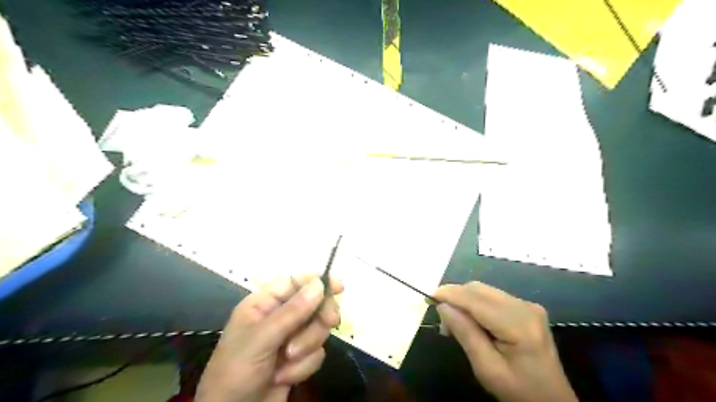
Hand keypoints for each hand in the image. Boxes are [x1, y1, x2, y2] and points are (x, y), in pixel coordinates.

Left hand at [195, 275, 340, 401]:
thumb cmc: (237, 371)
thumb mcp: (262, 339)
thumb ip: (292, 312)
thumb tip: (319, 284)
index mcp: (263, 304)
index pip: (295, 282)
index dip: (317, 281)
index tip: (338, 287)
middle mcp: (279, 317)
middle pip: (314, 304)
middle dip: (318, 319)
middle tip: (330, 323)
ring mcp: (290, 338)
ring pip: (318, 329)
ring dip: (307, 347)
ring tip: (287, 361)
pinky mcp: (298, 359)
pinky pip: (317, 352)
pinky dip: (304, 367)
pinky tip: (284, 377)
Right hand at [433, 283, 577, 401]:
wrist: (552, 401)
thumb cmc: (518, 390)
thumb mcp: (487, 369)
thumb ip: (465, 334)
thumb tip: (443, 306)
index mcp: (519, 324)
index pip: (476, 299)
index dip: (450, 294)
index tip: (428, 297)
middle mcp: (524, 306)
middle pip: (479, 289)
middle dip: (455, 297)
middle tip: (441, 321)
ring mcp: (528, 305)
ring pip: (484, 291)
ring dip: (464, 301)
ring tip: (454, 323)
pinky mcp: (526, 307)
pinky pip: (492, 297)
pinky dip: (475, 304)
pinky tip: (471, 321)